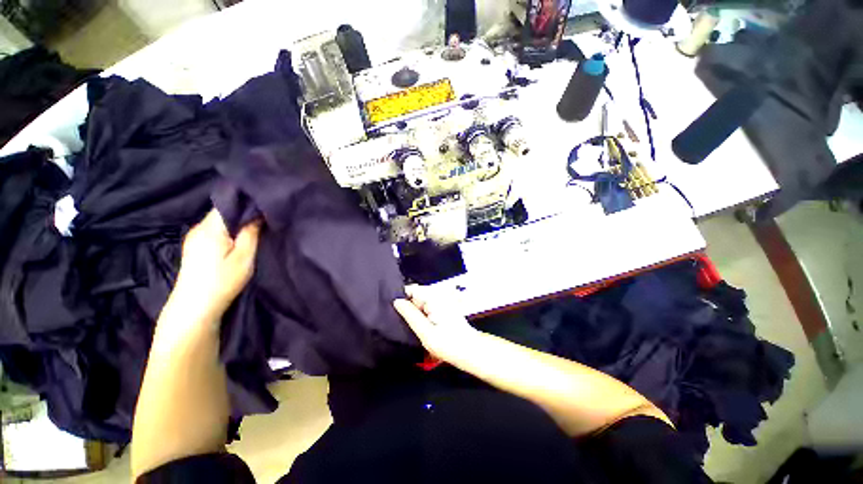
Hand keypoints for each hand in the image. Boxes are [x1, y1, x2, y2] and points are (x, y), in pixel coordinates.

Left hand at [171, 209, 260, 324]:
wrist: (195, 307)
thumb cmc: (222, 281)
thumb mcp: (244, 257)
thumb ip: (251, 233)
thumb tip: (258, 213)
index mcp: (210, 228)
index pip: (228, 205)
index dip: (246, 204)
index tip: (264, 207)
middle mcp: (198, 229)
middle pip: (222, 213)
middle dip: (242, 213)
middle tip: (263, 219)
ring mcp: (194, 238)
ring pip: (218, 222)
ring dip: (235, 224)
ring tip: (253, 229)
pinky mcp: (194, 248)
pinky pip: (214, 231)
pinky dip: (227, 232)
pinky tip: (237, 240)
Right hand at [393, 285, 479, 362]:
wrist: (470, 351)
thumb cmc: (448, 343)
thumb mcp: (425, 332)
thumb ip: (410, 315)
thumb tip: (397, 301)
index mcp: (433, 297)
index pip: (411, 289)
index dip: (401, 296)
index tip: (392, 309)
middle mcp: (438, 295)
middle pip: (416, 295)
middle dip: (407, 305)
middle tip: (398, 320)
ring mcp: (442, 301)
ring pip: (421, 302)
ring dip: (414, 311)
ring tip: (407, 324)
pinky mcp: (444, 308)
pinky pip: (428, 307)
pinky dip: (422, 314)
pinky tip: (419, 326)